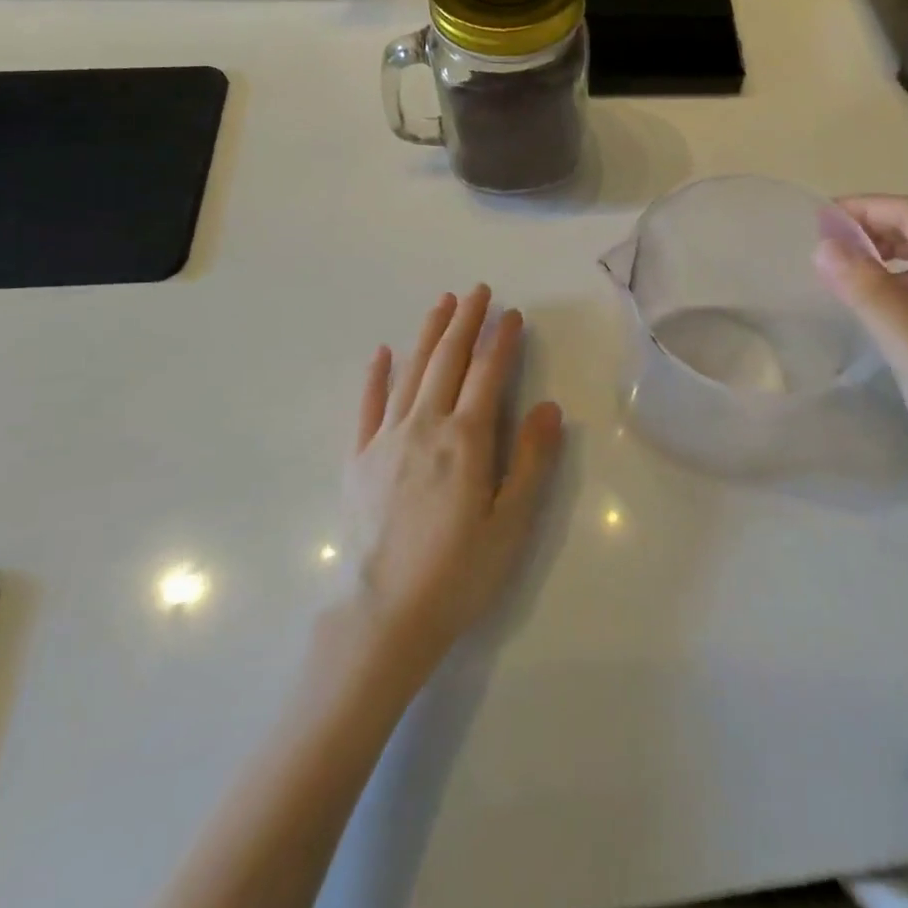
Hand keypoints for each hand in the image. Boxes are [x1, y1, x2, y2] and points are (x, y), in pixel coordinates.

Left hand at [343, 286, 563, 671]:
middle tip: (478, 292)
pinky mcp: (359, 459)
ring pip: (411, 372)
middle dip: (465, 322)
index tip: (512, 314)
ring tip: (441, 304)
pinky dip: (376, 376)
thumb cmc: (458, 573)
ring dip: (428, 334)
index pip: (487, 374)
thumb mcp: (511, 523)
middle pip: (447, 361)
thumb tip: (548, 407)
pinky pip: (368, 406)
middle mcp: (425, 426)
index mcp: (465, 440)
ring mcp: (386, 439)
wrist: (384, 615)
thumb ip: (531, 461)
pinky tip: (382, 352)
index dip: (501, 340)